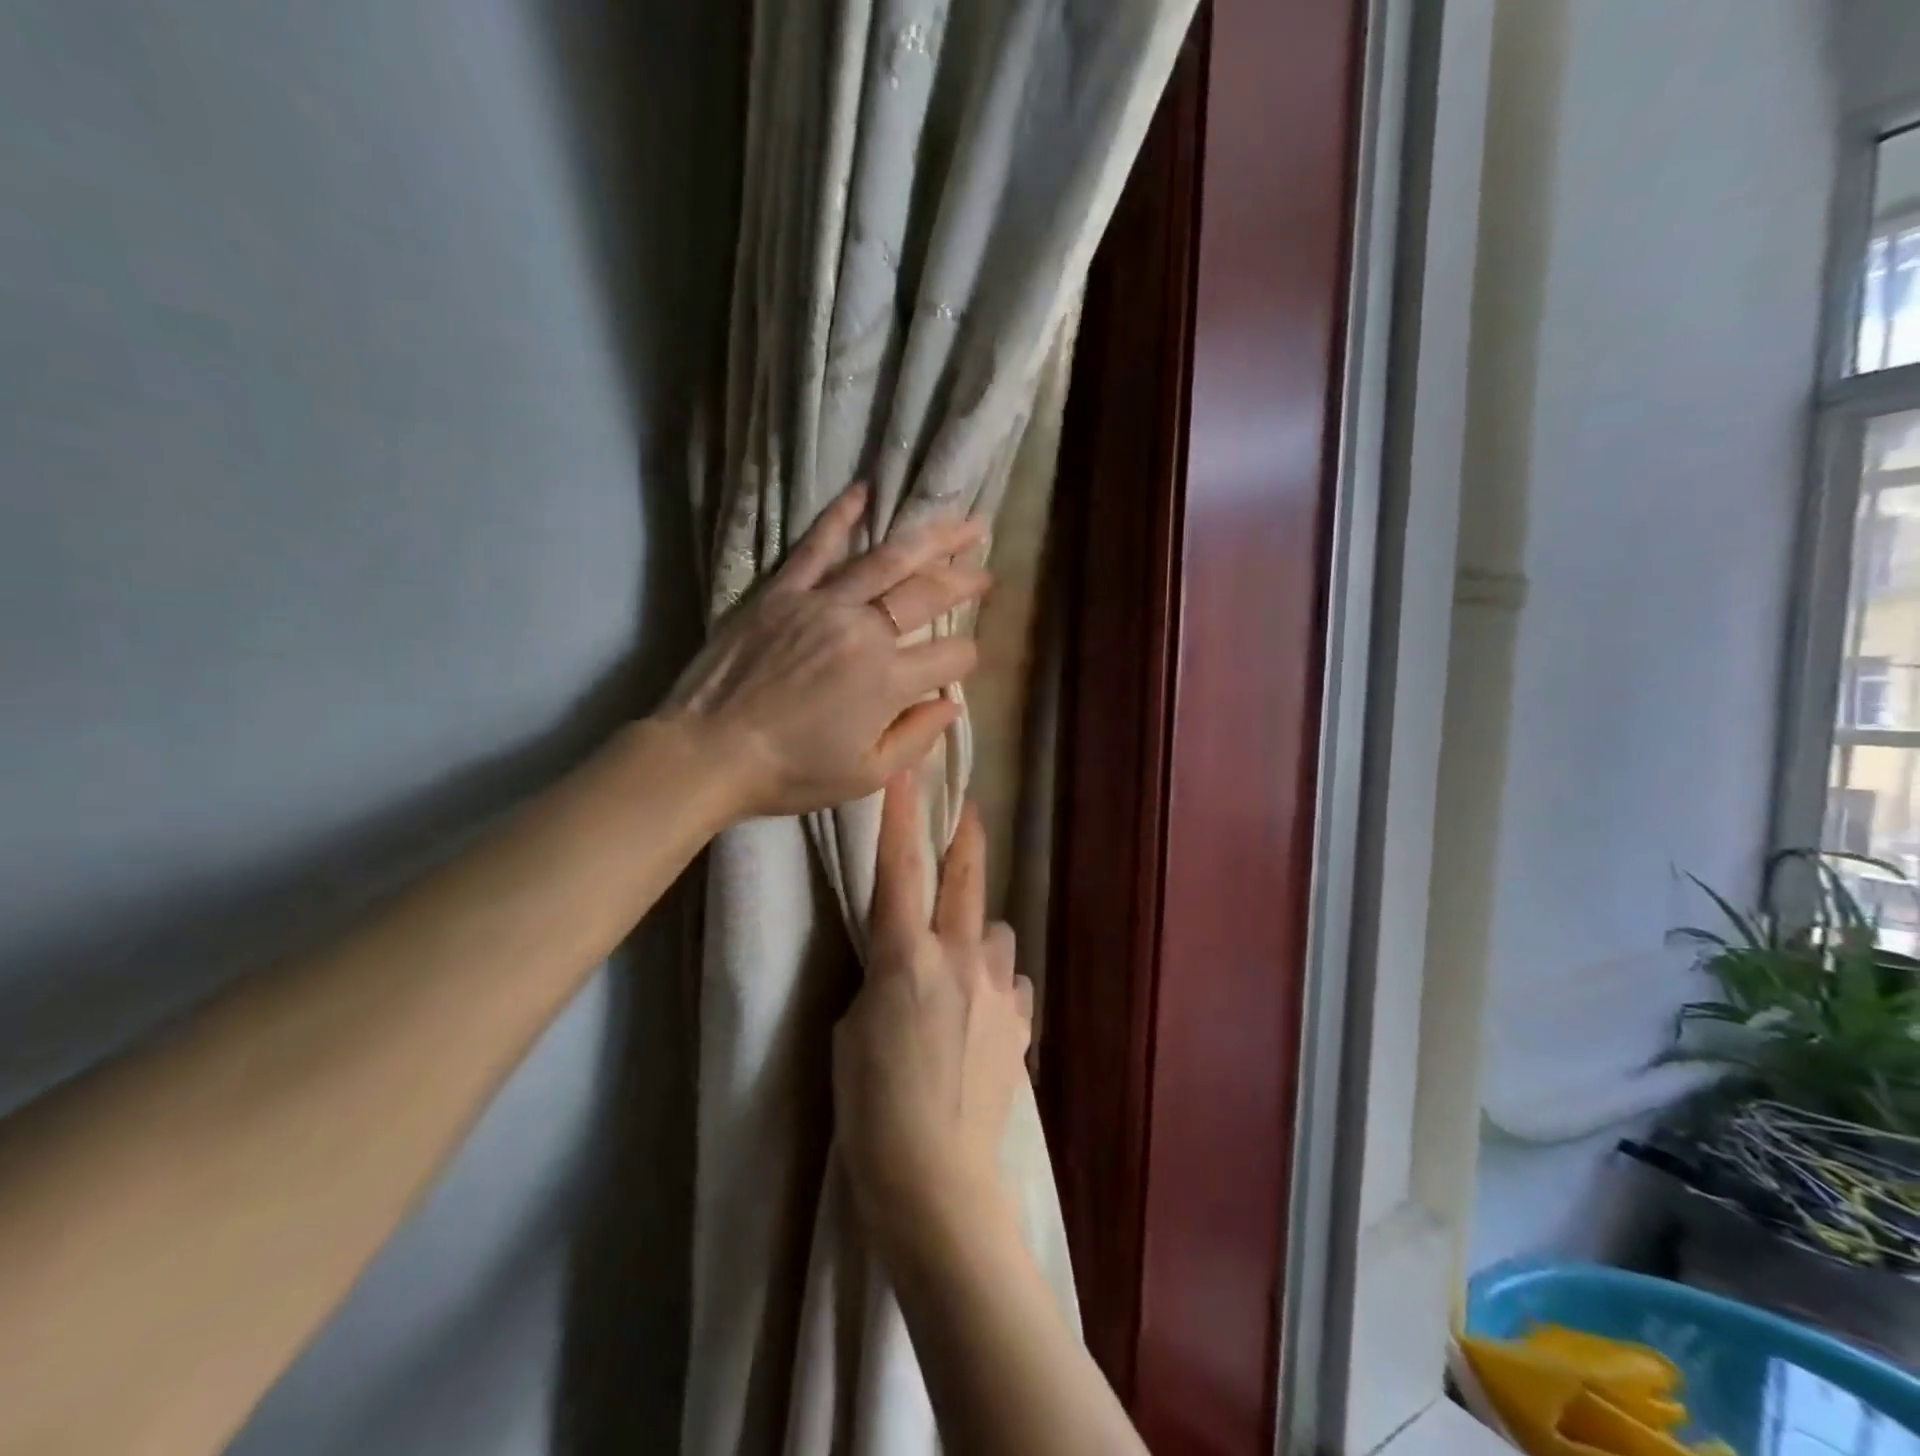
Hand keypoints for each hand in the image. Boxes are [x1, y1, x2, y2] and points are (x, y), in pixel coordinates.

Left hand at [660, 484, 988, 820]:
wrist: (708, 753)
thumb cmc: (790, 773)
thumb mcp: (865, 777)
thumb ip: (916, 740)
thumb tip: (950, 705)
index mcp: (888, 682)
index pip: (951, 657)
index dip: (967, 659)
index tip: (965, 661)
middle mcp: (864, 631)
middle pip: (929, 595)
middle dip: (966, 581)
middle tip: (987, 570)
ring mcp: (822, 603)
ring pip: (888, 560)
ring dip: (931, 539)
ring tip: (963, 524)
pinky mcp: (783, 591)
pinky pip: (816, 545)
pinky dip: (841, 516)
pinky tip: (863, 491)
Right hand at [833, 774, 1033, 1245]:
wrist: (938, 1182)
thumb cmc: (870, 1110)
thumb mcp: (849, 1034)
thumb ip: (880, 983)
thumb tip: (906, 967)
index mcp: (905, 959)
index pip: (900, 870)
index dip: (901, 816)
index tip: (906, 772)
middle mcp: (959, 959)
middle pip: (964, 879)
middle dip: (964, 836)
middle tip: (966, 809)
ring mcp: (997, 989)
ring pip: (994, 931)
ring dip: (976, 931)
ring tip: (960, 960)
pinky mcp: (1020, 1022)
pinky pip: (1007, 981)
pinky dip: (993, 983)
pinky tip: (981, 1012)